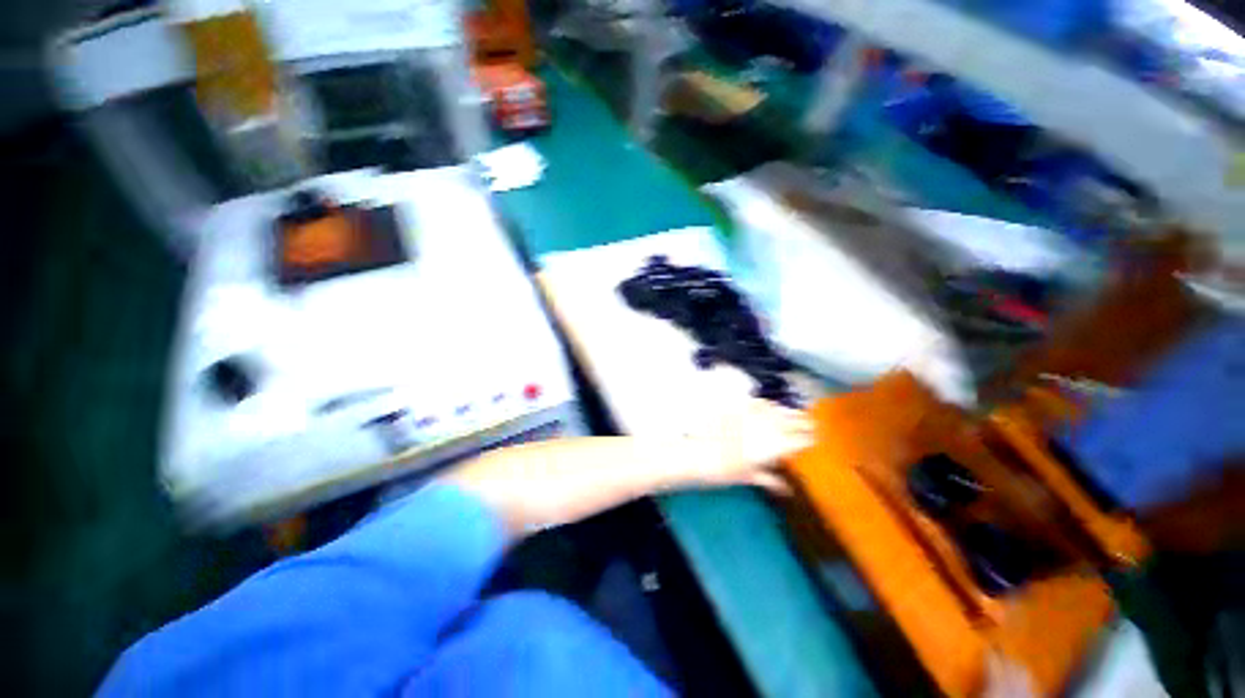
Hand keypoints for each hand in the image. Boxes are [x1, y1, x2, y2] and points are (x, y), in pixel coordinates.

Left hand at [681, 399, 815, 493]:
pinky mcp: (737, 407)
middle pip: (790, 421)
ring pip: (776, 410)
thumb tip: (787, 489)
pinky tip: (771, 405)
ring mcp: (751, 415)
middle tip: (813, 422)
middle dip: (803, 421)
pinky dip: (768, 404)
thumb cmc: (723, 470)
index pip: (798, 440)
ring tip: (797, 412)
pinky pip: (758, 403)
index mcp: (773, 447)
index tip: (817, 437)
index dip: (809, 438)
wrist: (696, 453)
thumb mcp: (748, 477)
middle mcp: (766, 428)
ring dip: (788, 411)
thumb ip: (770, 480)